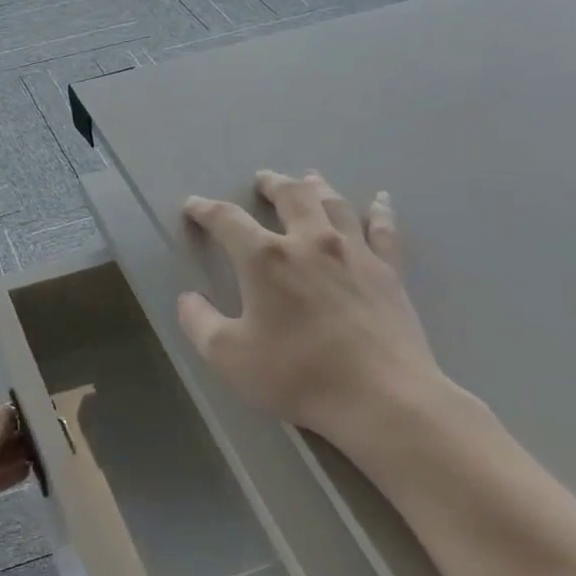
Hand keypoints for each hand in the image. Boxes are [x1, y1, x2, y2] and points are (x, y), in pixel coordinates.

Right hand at [177, 171, 449, 452]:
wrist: (381, 397)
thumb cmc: (297, 375)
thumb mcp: (228, 356)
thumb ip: (200, 323)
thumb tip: (187, 299)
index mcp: (265, 259)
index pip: (227, 220)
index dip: (206, 210)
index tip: (193, 205)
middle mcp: (309, 242)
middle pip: (290, 196)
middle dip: (272, 184)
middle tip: (262, 179)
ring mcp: (354, 253)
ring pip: (334, 204)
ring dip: (317, 187)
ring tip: (308, 178)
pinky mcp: (389, 272)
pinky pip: (383, 230)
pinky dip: (380, 211)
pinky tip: (381, 200)